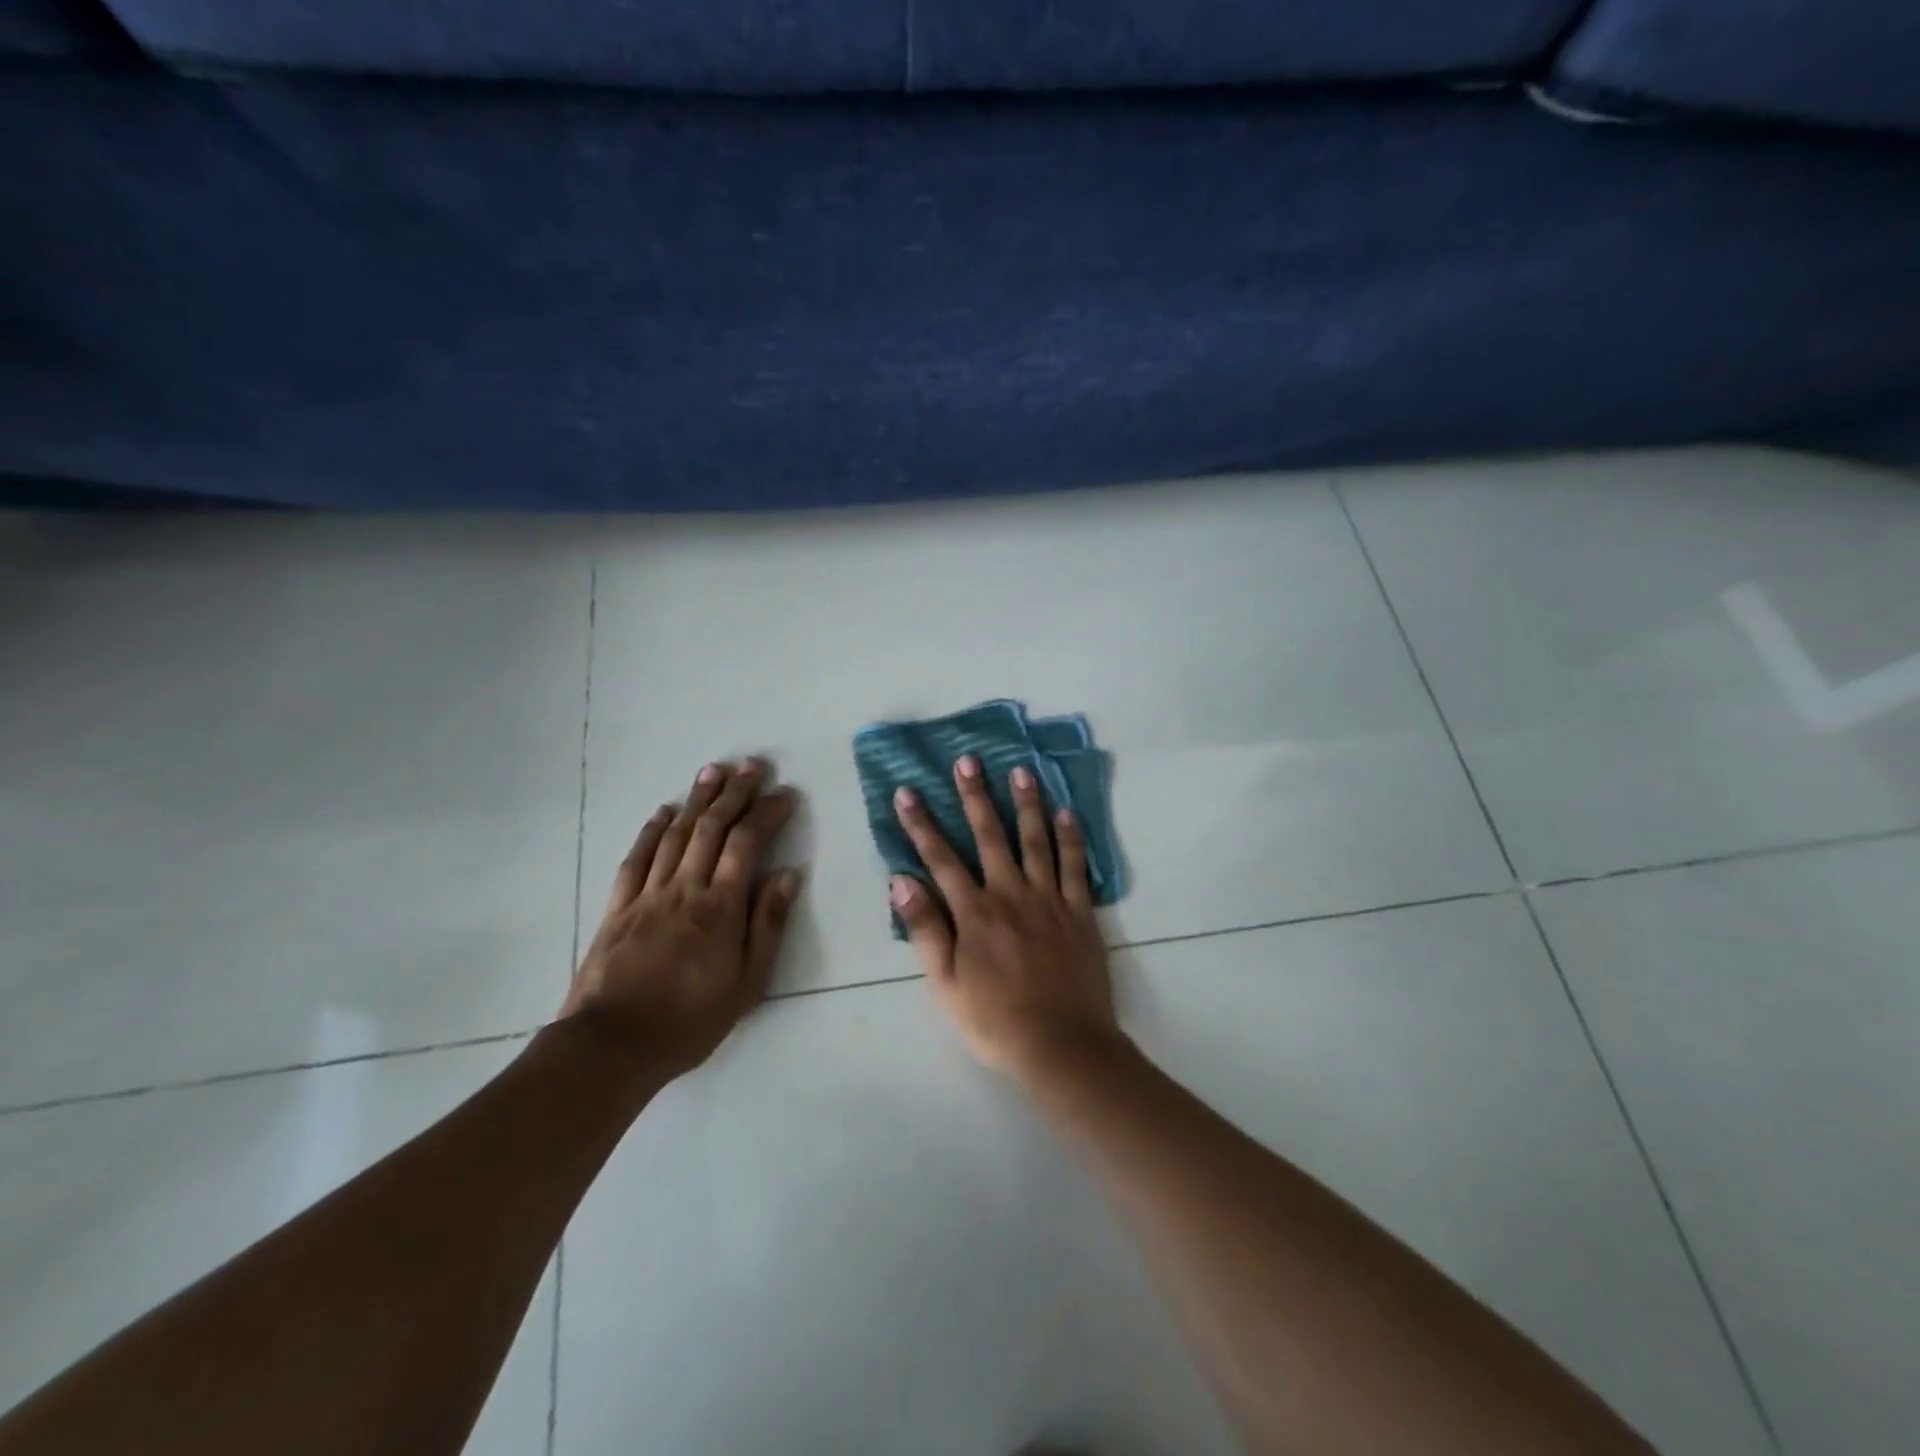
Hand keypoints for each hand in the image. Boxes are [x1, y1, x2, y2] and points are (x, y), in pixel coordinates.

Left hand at [561, 759, 800, 1076]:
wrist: (611, 1046)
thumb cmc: (690, 1020)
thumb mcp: (747, 984)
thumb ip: (768, 925)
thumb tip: (787, 875)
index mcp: (720, 907)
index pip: (747, 844)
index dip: (766, 813)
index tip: (784, 793)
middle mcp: (685, 888)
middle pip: (712, 828)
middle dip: (734, 793)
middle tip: (751, 765)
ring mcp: (648, 894)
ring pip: (676, 835)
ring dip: (696, 800)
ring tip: (713, 772)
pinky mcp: (618, 907)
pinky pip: (636, 859)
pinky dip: (651, 831)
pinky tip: (663, 813)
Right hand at [890, 754, 1119, 1080]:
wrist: (1062, 1046)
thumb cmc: (995, 1021)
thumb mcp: (944, 985)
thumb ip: (925, 930)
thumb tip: (901, 880)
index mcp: (974, 913)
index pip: (940, 859)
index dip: (920, 824)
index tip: (907, 791)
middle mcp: (1010, 894)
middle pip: (989, 836)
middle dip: (975, 796)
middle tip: (968, 760)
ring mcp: (1049, 899)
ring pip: (1035, 840)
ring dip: (1026, 803)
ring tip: (1021, 770)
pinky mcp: (1080, 912)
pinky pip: (1076, 866)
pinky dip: (1071, 837)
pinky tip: (1066, 812)